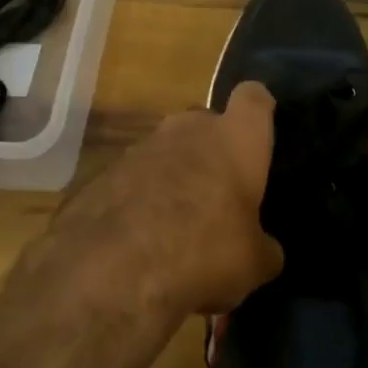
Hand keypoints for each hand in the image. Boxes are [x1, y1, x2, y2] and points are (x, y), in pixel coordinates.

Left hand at [40, 81, 282, 316]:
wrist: (108, 269)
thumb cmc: (202, 250)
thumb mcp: (253, 264)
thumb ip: (263, 248)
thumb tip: (264, 251)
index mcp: (234, 138)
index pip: (253, 98)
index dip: (259, 112)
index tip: (260, 134)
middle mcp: (188, 129)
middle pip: (207, 124)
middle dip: (214, 151)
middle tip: (222, 194)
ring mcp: (141, 146)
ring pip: (169, 150)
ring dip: (176, 176)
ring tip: (180, 223)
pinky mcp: (103, 172)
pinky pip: (136, 177)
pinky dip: (142, 198)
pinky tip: (143, 238)